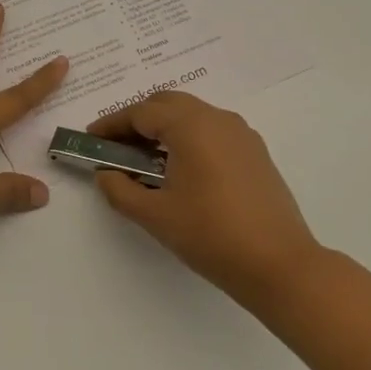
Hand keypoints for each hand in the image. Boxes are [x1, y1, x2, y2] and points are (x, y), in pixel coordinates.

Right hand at [89, 91, 317, 307]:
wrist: (279, 265)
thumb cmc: (211, 235)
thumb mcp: (155, 215)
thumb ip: (120, 189)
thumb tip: (106, 173)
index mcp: (191, 125)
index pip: (141, 113)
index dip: (112, 124)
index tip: (91, 139)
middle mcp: (217, 118)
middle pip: (167, 104)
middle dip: (137, 120)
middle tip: (115, 146)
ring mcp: (241, 133)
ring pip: (192, 115)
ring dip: (164, 128)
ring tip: (144, 159)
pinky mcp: (255, 152)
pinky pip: (212, 131)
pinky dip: (188, 138)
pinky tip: (180, 169)